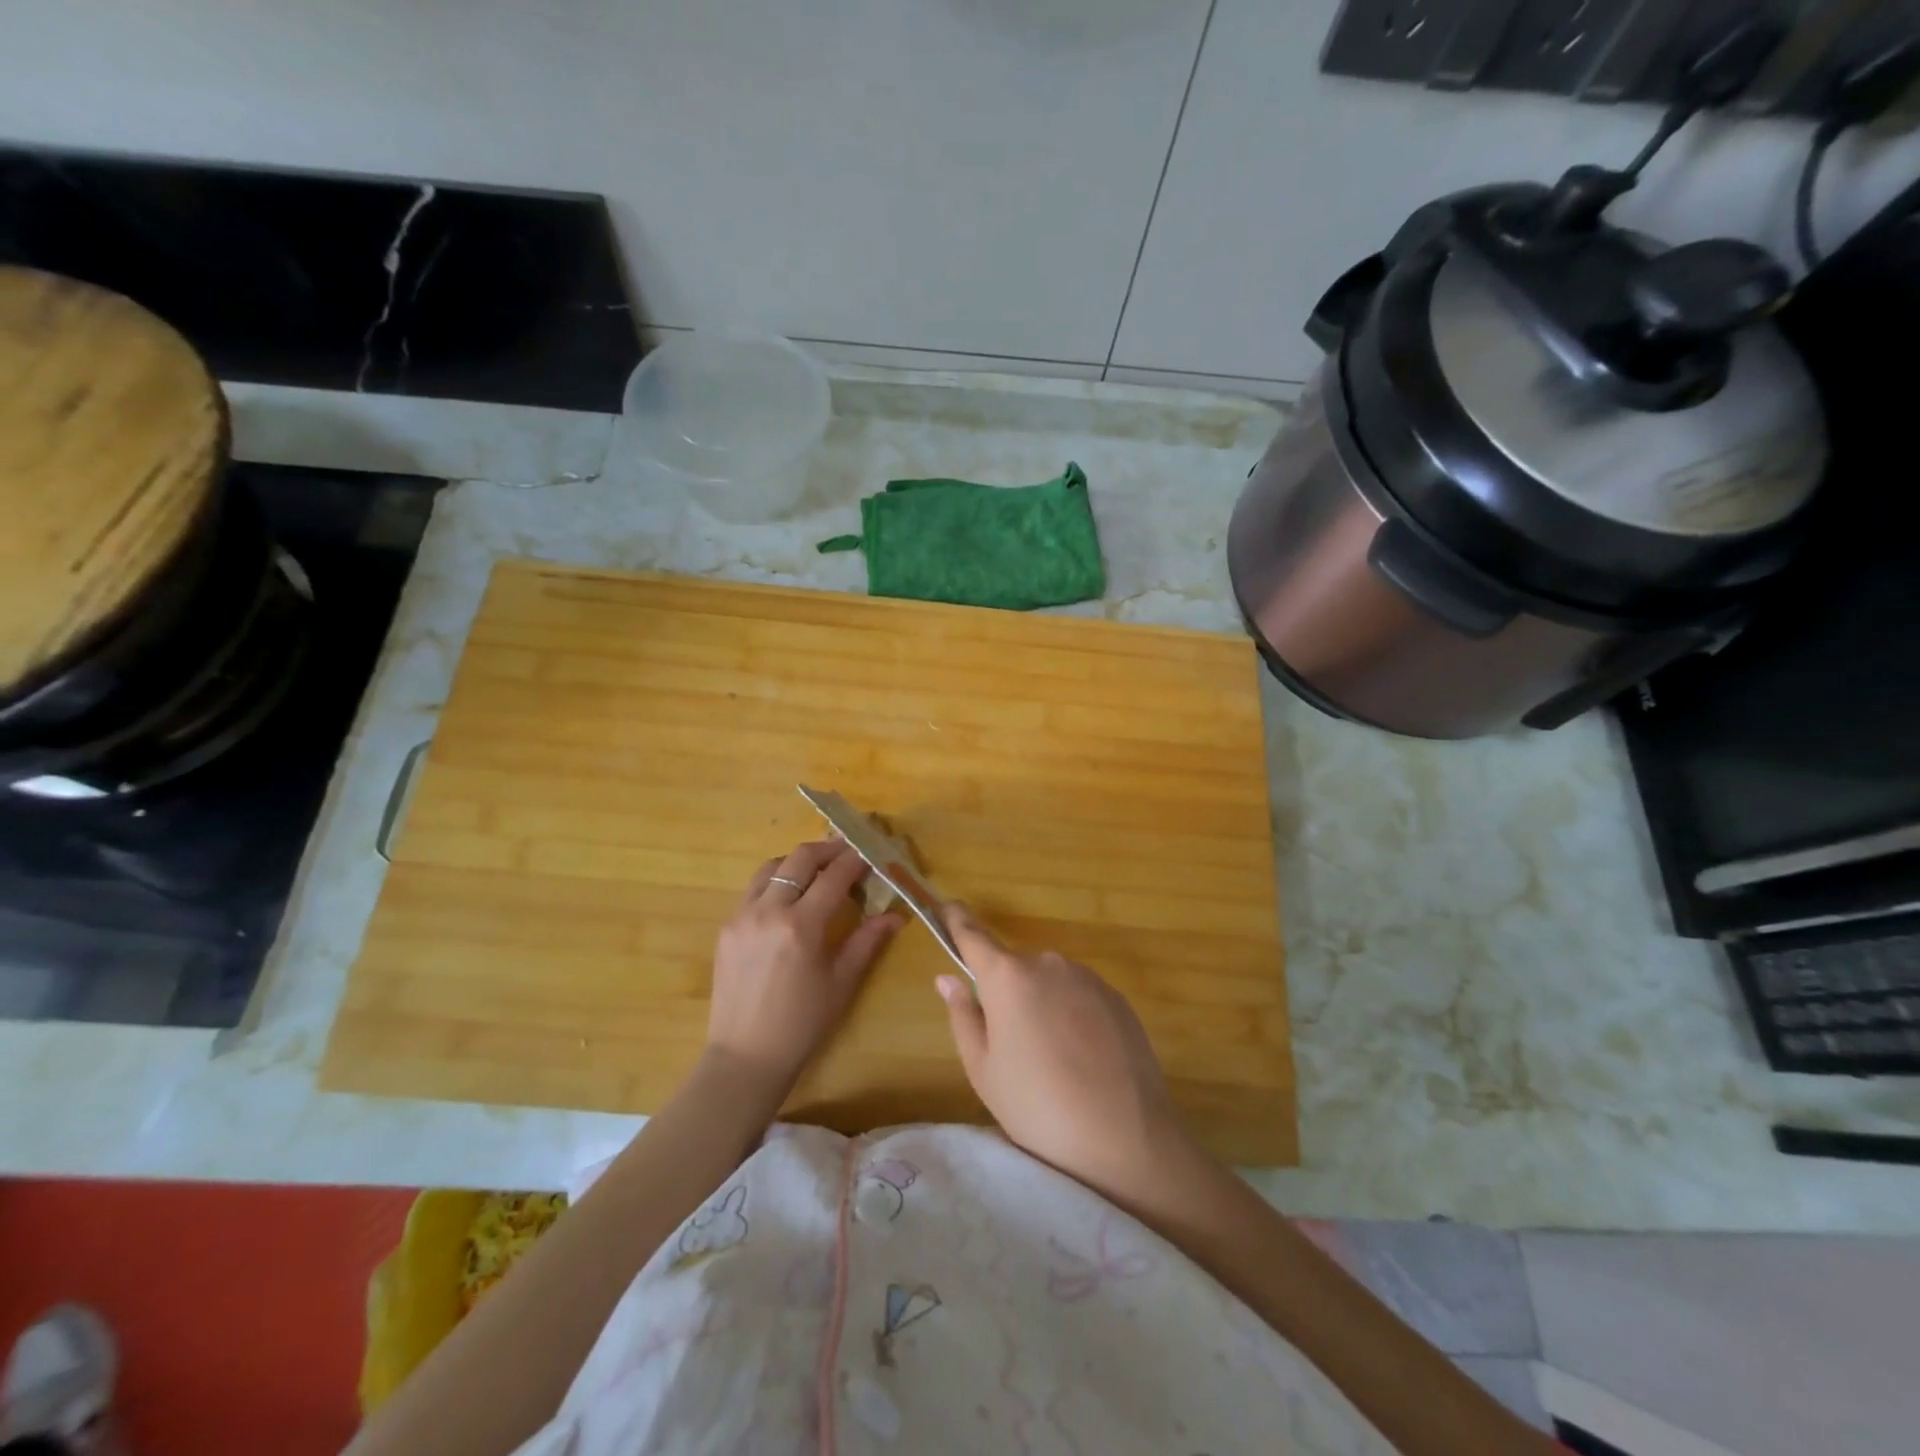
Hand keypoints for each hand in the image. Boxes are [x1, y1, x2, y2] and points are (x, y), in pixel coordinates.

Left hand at [704, 840, 901, 1097]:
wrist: (745, 1056)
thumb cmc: (802, 1024)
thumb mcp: (842, 982)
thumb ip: (868, 941)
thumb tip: (896, 915)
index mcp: (801, 926)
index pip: (834, 876)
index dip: (856, 860)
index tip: (871, 854)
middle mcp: (769, 911)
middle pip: (800, 859)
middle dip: (828, 848)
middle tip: (848, 850)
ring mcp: (742, 916)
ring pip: (772, 867)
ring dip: (798, 861)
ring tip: (818, 869)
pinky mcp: (726, 927)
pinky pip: (753, 889)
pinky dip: (776, 881)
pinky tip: (790, 897)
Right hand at [935, 904, 1196, 1208]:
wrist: (1123, 1137)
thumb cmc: (1036, 1106)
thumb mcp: (983, 1069)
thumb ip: (963, 1015)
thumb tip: (948, 978)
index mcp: (1007, 976)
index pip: (973, 935)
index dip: (957, 920)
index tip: (948, 907)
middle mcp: (1047, 963)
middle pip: (1015, 968)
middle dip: (1007, 993)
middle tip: (1010, 1045)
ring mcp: (1087, 978)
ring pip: (1050, 983)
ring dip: (1042, 1005)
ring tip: (1052, 1061)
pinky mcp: (1117, 998)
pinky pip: (1080, 997)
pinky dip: (1073, 1016)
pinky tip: (1082, 1060)